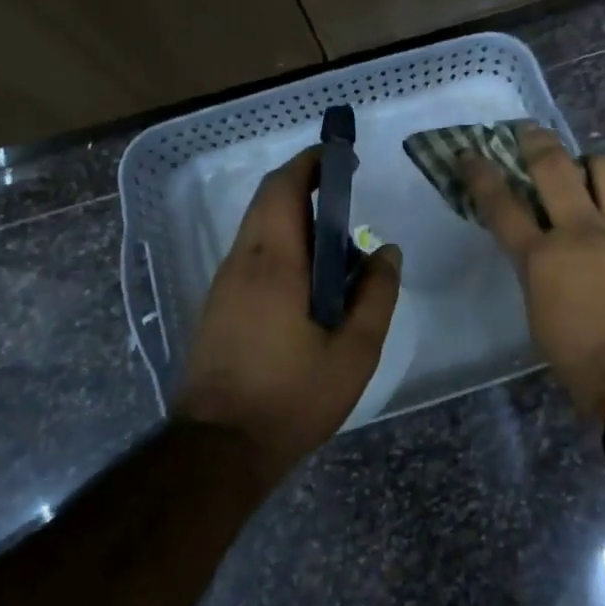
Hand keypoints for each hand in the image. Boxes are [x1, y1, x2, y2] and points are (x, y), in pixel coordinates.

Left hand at [179, 147, 400, 475]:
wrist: (219, 449)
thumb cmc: (292, 398)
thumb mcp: (354, 352)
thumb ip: (376, 295)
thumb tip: (387, 252)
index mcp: (273, 263)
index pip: (284, 188)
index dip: (312, 163)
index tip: (342, 156)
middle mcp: (241, 262)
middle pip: (268, 201)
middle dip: (305, 185)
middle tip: (347, 195)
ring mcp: (223, 284)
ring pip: (258, 229)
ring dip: (294, 218)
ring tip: (337, 244)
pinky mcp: (217, 306)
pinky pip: (252, 255)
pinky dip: (281, 245)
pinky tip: (309, 280)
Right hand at [463, 126, 604, 418]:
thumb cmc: (584, 362)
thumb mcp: (541, 316)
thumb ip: (538, 272)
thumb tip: (543, 251)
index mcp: (542, 260)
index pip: (502, 205)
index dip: (482, 175)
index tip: (469, 154)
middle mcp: (580, 230)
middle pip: (553, 166)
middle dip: (535, 141)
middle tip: (528, 131)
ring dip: (589, 162)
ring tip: (586, 171)